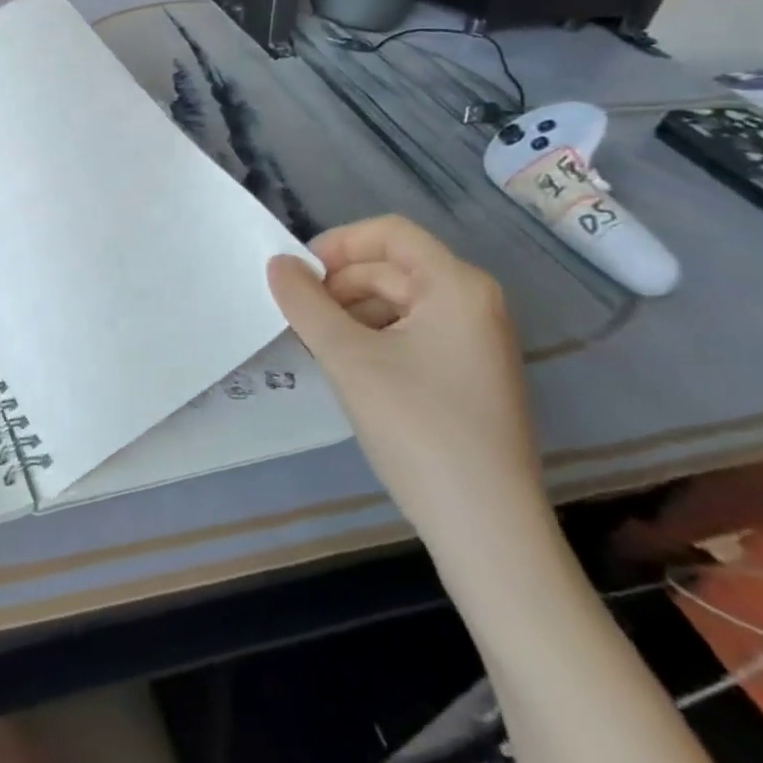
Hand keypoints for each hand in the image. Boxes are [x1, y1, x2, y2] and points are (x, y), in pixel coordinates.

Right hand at [267, 216, 547, 552]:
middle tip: (297, 318)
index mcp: (456, 286)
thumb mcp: (347, 358)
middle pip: (391, 268)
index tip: (297, 277)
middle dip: (338, 285)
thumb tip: (277, 263)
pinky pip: (411, 333)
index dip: (337, 244)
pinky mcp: (469, 376)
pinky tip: (347, 368)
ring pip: (398, 302)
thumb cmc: (417, 427)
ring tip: (315, 345)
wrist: (486, 528)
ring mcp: (476, 342)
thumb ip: (305, 303)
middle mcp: (474, 303)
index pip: (389, 233)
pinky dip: (373, 338)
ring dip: (350, 313)